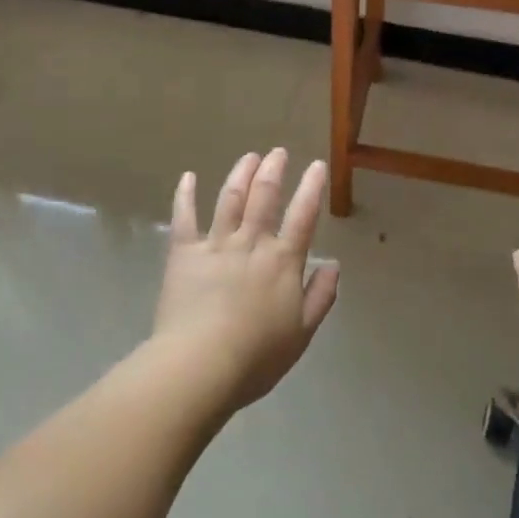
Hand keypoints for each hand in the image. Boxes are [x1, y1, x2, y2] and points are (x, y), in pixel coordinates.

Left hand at [152, 149, 339, 414]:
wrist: (200, 365)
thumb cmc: (256, 356)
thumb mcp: (302, 333)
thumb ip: (320, 296)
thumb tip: (334, 265)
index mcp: (283, 261)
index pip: (303, 215)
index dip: (312, 188)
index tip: (317, 165)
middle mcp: (251, 242)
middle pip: (264, 196)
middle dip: (273, 170)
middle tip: (278, 152)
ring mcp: (216, 244)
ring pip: (230, 198)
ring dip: (241, 173)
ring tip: (250, 156)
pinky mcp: (184, 253)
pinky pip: (184, 218)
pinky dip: (185, 195)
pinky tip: (188, 176)